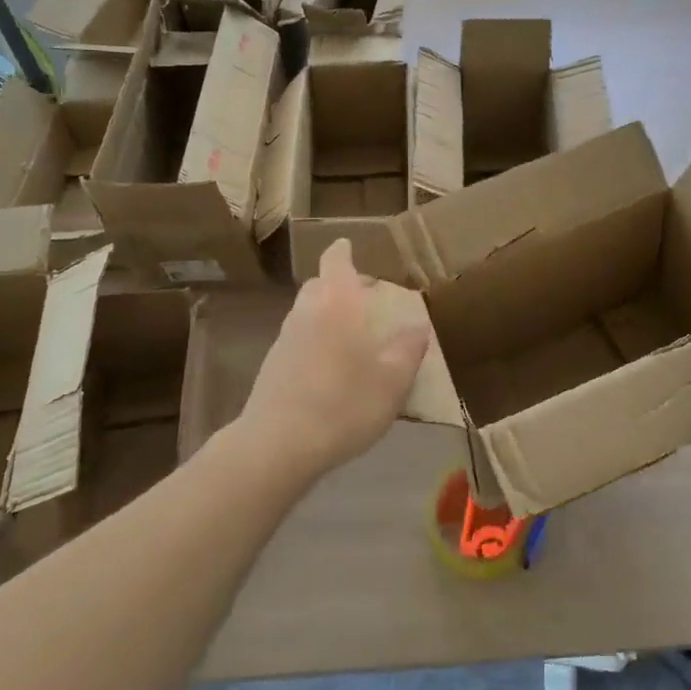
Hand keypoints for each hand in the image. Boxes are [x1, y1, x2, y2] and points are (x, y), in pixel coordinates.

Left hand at [238, 239, 430, 477]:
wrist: (278, 445)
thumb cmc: (344, 404)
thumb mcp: (393, 382)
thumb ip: (408, 350)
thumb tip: (419, 328)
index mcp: (338, 304)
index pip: (335, 261)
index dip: (342, 251)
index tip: (348, 245)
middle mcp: (307, 312)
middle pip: (319, 285)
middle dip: (338, 284)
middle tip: (362, 296)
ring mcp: (284, 339)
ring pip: (305, 312)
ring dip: (325, 313)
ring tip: (350, 335)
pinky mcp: (271, 366)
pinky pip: (296, 339)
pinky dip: (313, 340)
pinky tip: (329, 368)